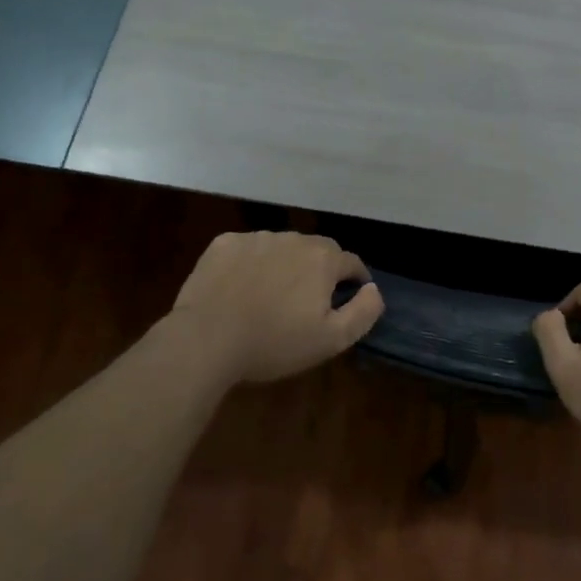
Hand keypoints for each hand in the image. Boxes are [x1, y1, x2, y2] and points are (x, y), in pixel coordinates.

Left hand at [172, 231, 383, 384]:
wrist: (206, 339)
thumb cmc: (274, 343)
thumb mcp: (332, 340)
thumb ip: (364, 312)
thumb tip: (374, 289)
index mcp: (323, 259)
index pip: (351, 262)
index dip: (355, 280)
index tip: (350, 297)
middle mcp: (293, 238)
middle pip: (318, 250)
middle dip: (321, 269)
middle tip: (310, 299)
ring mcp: (256, 238)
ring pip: (282, 247)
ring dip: (285, 264)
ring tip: (273, 294)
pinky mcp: (224, 244)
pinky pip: (248, 249)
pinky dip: (251, 263)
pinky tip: (241, 288)